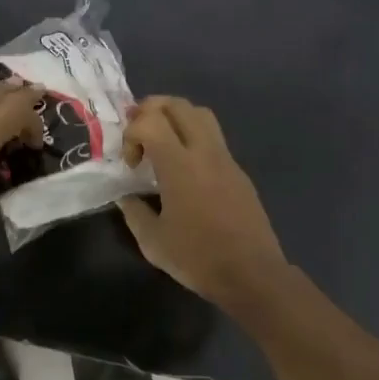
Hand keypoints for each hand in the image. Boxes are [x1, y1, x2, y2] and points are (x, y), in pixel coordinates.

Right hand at [119, 96, 288, 308]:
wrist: (252, 274)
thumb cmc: (198, 258)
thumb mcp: (153, 242)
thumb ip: (134, 212)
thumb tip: (126, 197)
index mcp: (179, 165)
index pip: (150, 121)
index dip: (131, 134)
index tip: (131, 164)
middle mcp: (205, 152)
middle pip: (178, 105)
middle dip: (151, 110)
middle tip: (138, 134)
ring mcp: (226, 159)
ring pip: (201, 115)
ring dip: (175, 118)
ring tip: (161, 144)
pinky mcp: (239, 171)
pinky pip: (214, 138)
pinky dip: (193, 138)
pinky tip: (185, 170)